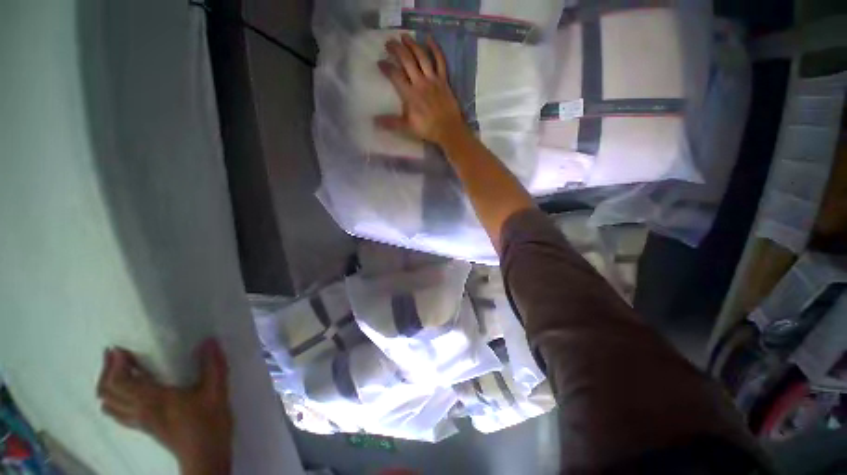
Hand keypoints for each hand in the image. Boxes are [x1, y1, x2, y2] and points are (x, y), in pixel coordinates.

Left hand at [96, 339, 232, 474]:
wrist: (205, 456)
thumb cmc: (209, 423)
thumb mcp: (216, 391)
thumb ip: (213, 365)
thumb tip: (209, 341)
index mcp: (152, 400)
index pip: (119, 382)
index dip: (114, 364)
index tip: (120, 347)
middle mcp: (138, 410)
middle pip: (106, 392)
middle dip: (106, 371)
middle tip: (115, 354)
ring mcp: (139, 421)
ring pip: (108, 403)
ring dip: (107, 385)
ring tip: (118, 369)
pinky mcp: (144, 427)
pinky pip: (117, 412)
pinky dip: (113, 398)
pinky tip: (127, 391)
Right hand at [376, 34, 468, 147]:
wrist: (448, 130)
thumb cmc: (427, 129)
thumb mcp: (407, 128)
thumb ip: (391, 122)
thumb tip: (374, 121)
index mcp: (410, 94)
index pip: (395, 75)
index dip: (386, 67)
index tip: (379, 62)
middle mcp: (420, 82)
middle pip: (407, 61)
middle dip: (396, 50)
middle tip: (388, 42)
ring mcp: (433, 79)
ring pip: (422, 57)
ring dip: (412, 44)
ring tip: (404, 36)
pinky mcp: (443, 80)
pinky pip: (440, 61)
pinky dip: (435, 48)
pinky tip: (429, 38)